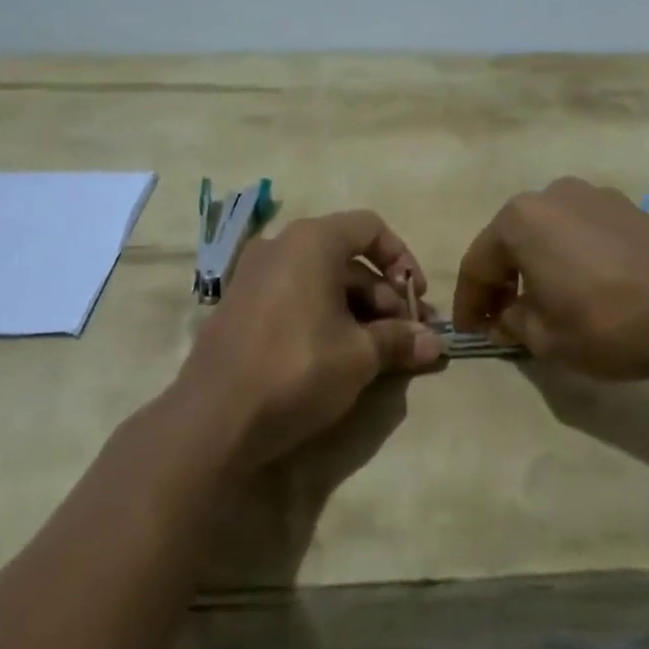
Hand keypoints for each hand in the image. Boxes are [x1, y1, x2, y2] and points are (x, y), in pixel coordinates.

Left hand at [178, 211, 443, 470]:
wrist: (212, 420)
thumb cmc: (297, 369)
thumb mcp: (359, 356)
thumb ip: (399, 341)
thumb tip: (437, 343)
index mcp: (311, 240)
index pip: (370, 227)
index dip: (401, 258)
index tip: (415, 298)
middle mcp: (280, 246)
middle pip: (346, 257)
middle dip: (383, 295)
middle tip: (406, 337)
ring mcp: (254, 275)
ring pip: (320, 280)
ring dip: (357, 310)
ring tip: (379, 352)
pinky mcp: (239, 307)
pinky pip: (294, 297)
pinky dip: (323, 316)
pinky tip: (338, 356)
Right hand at [452, 177, 648, 381]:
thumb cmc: (607, 323)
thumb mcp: (546, 338)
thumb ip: (512, 323)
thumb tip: (506, 316)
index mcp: (520, 219)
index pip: (478, 262)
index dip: (469, 302)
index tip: (469, 332)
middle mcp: (551, 194)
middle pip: (511, 240)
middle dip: (502, 279)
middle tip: (502, 318)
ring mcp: (592, 195)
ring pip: (547, 232)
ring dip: (537, 264)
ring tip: (545, 301)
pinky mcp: (626, 207)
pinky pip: (581, 230)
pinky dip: (570, 255)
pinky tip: (584, 285)